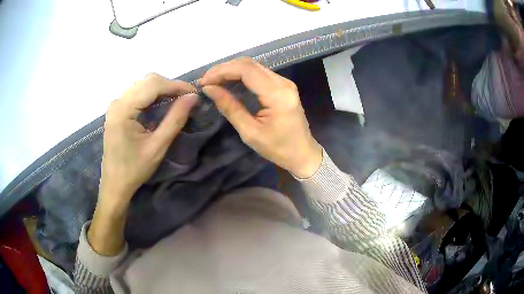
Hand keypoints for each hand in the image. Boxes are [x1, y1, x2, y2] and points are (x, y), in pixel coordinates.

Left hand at [100, 73, 197, 208]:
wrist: (114, 184)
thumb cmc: (135, 170)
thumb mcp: (158, 146)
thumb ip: (175, 119)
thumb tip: (193, 97)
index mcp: (123, 110)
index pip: (153, 85)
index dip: (176, 86)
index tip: (195, 93)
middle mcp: (118, 102)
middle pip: (148, 81)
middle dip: (170, 86)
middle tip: (187, 99)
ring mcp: (116, 105)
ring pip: (143, 85)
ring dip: (163, 89)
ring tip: (178, 101)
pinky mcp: (117, 110)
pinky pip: (138, 93)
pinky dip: (153, 95)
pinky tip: (163, 104)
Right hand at [200, 57, 321, 177]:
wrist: (303, 153)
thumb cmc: (278, 148)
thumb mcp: (250, 132)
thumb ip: (230, 107)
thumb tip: (209, 89)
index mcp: (277, 95)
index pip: (246, 70)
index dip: (222, 71)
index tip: (204, 82)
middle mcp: (283, 83)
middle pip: (249, 64)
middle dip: (224, 69)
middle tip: (206, 81)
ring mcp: (284, 82)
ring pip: (253, 66)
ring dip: (231, 70)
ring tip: (213, 81)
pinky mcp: (283, 85)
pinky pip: (259, 73)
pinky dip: (241, 75)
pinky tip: (228, 82)